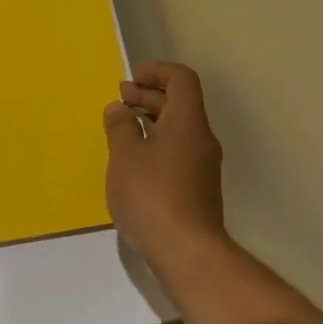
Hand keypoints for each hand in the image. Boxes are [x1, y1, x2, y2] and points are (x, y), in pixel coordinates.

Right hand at [103, 61, 227, 267]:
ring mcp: (202, 166)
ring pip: (178, 130)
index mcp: (188, 122)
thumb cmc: (152, 196)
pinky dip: (157, 145)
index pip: (181, 79)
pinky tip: (134, 163)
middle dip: (149, 96)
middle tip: (120, 101)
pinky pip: (178, 152)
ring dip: (151, 122)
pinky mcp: (198, 189)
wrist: (187, 251)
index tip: (131, 79)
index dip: (157, 72)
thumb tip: (119, 108)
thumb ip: (120, 127)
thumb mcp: (125, 157)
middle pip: (180, 104)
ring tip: (121, 130)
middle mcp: (201, 138)